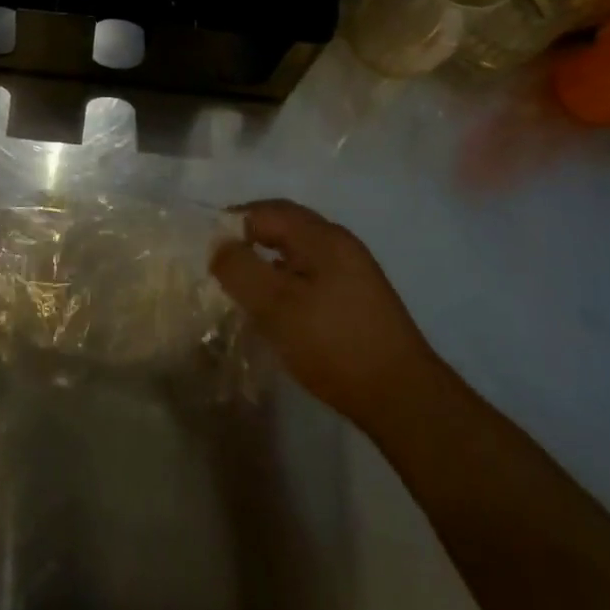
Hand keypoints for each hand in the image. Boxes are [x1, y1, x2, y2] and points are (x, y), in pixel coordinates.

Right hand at [210, 200, 438, 428]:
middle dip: (248, 240)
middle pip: (284, 227)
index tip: (205, 249)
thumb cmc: (334, 344)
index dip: (232, 223)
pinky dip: (285, 282)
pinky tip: (276, 310)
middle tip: (219, 265)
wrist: (404, 399)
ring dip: (266, 263)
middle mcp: (340, 244)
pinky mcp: (358, 299)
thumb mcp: (276, 306)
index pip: (266, 211)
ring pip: (297, 253)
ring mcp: (353, 272)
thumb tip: (218, 245)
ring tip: (241, 288)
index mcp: (322, 237)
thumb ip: (240, 269)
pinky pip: (310, 275)